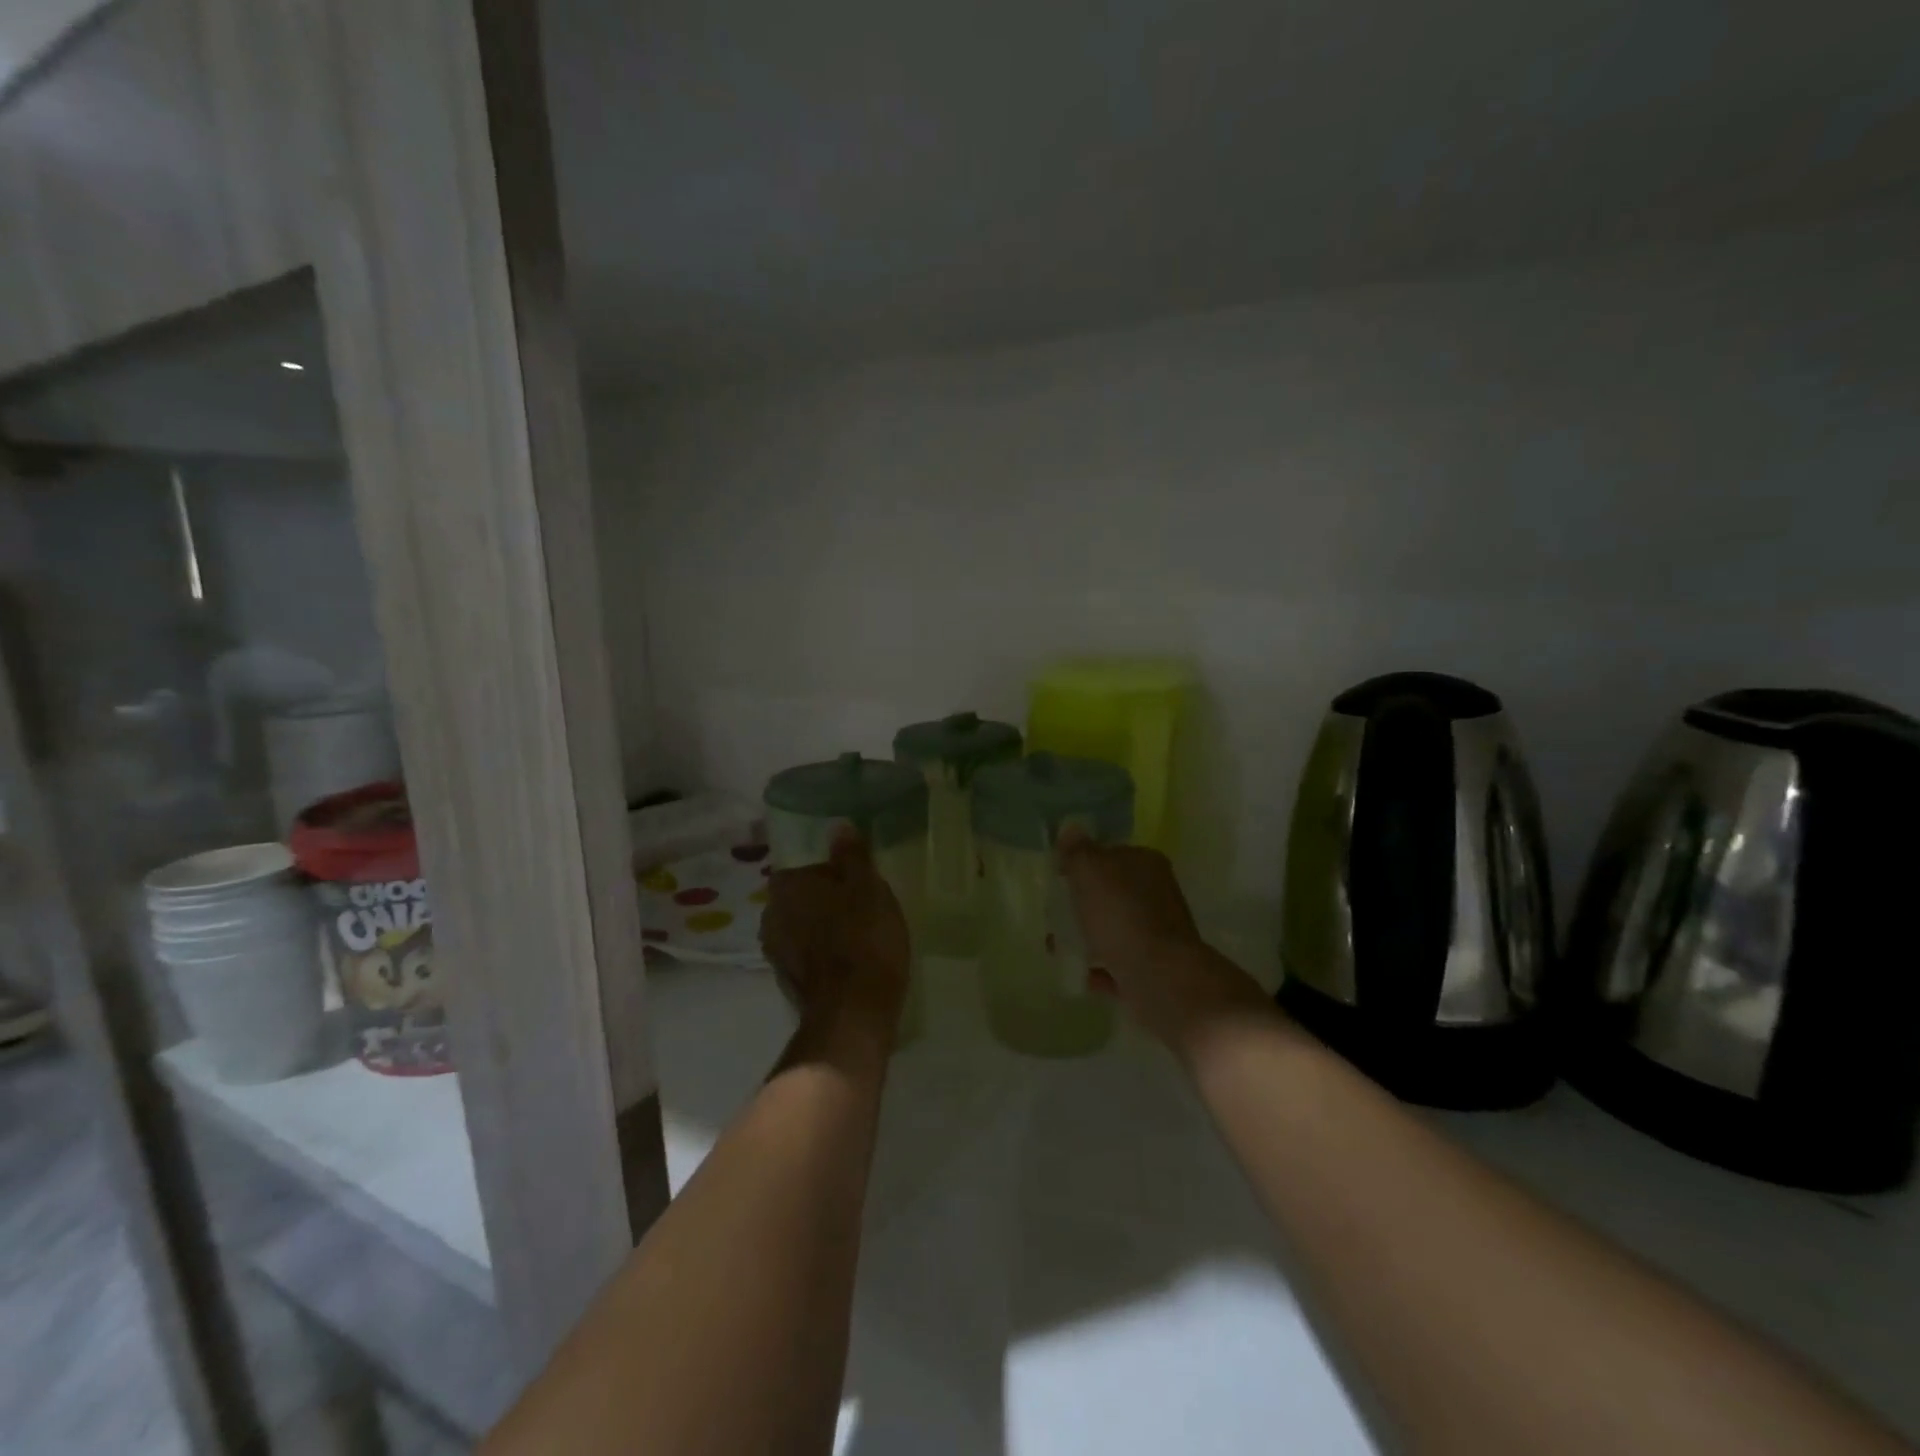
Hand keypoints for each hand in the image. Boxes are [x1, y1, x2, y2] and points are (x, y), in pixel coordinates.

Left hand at [760, 825, 910, 1049]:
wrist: (854, 1013)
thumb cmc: (863, 938)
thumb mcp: (867, 887)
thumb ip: (851, 855)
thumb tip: (838, 826)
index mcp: (785, 887)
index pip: (805, 866)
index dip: (833, 872)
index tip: (858, 883)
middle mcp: (771, 916)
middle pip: (802, 897)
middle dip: (826, 900)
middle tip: (862, 907)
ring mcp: (776, 953)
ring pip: (803, 927)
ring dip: (824, 928)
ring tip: (859, 935)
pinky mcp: (787, 983)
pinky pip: (807, 955)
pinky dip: (824, 954)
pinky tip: (850, 961)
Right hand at [1056, 826, 1267, 1054]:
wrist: (1160, 978)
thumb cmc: (1121, 916)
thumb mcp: (1090, 872)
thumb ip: (1077, 850)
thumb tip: (1071, 828)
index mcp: (1146, 863)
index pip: (1111, 854)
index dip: (1082, 863)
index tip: (1058, 878)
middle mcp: (1157, 893)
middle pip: (1113, 893)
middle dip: (1084, 904)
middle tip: (1055, 915)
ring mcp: (1159, 932)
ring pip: (1116, 929)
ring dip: (1089, 937)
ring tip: (1059, 947)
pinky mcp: (1156, 967)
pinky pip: (1121, 964)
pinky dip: (1101, 968)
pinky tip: (1083, 974)